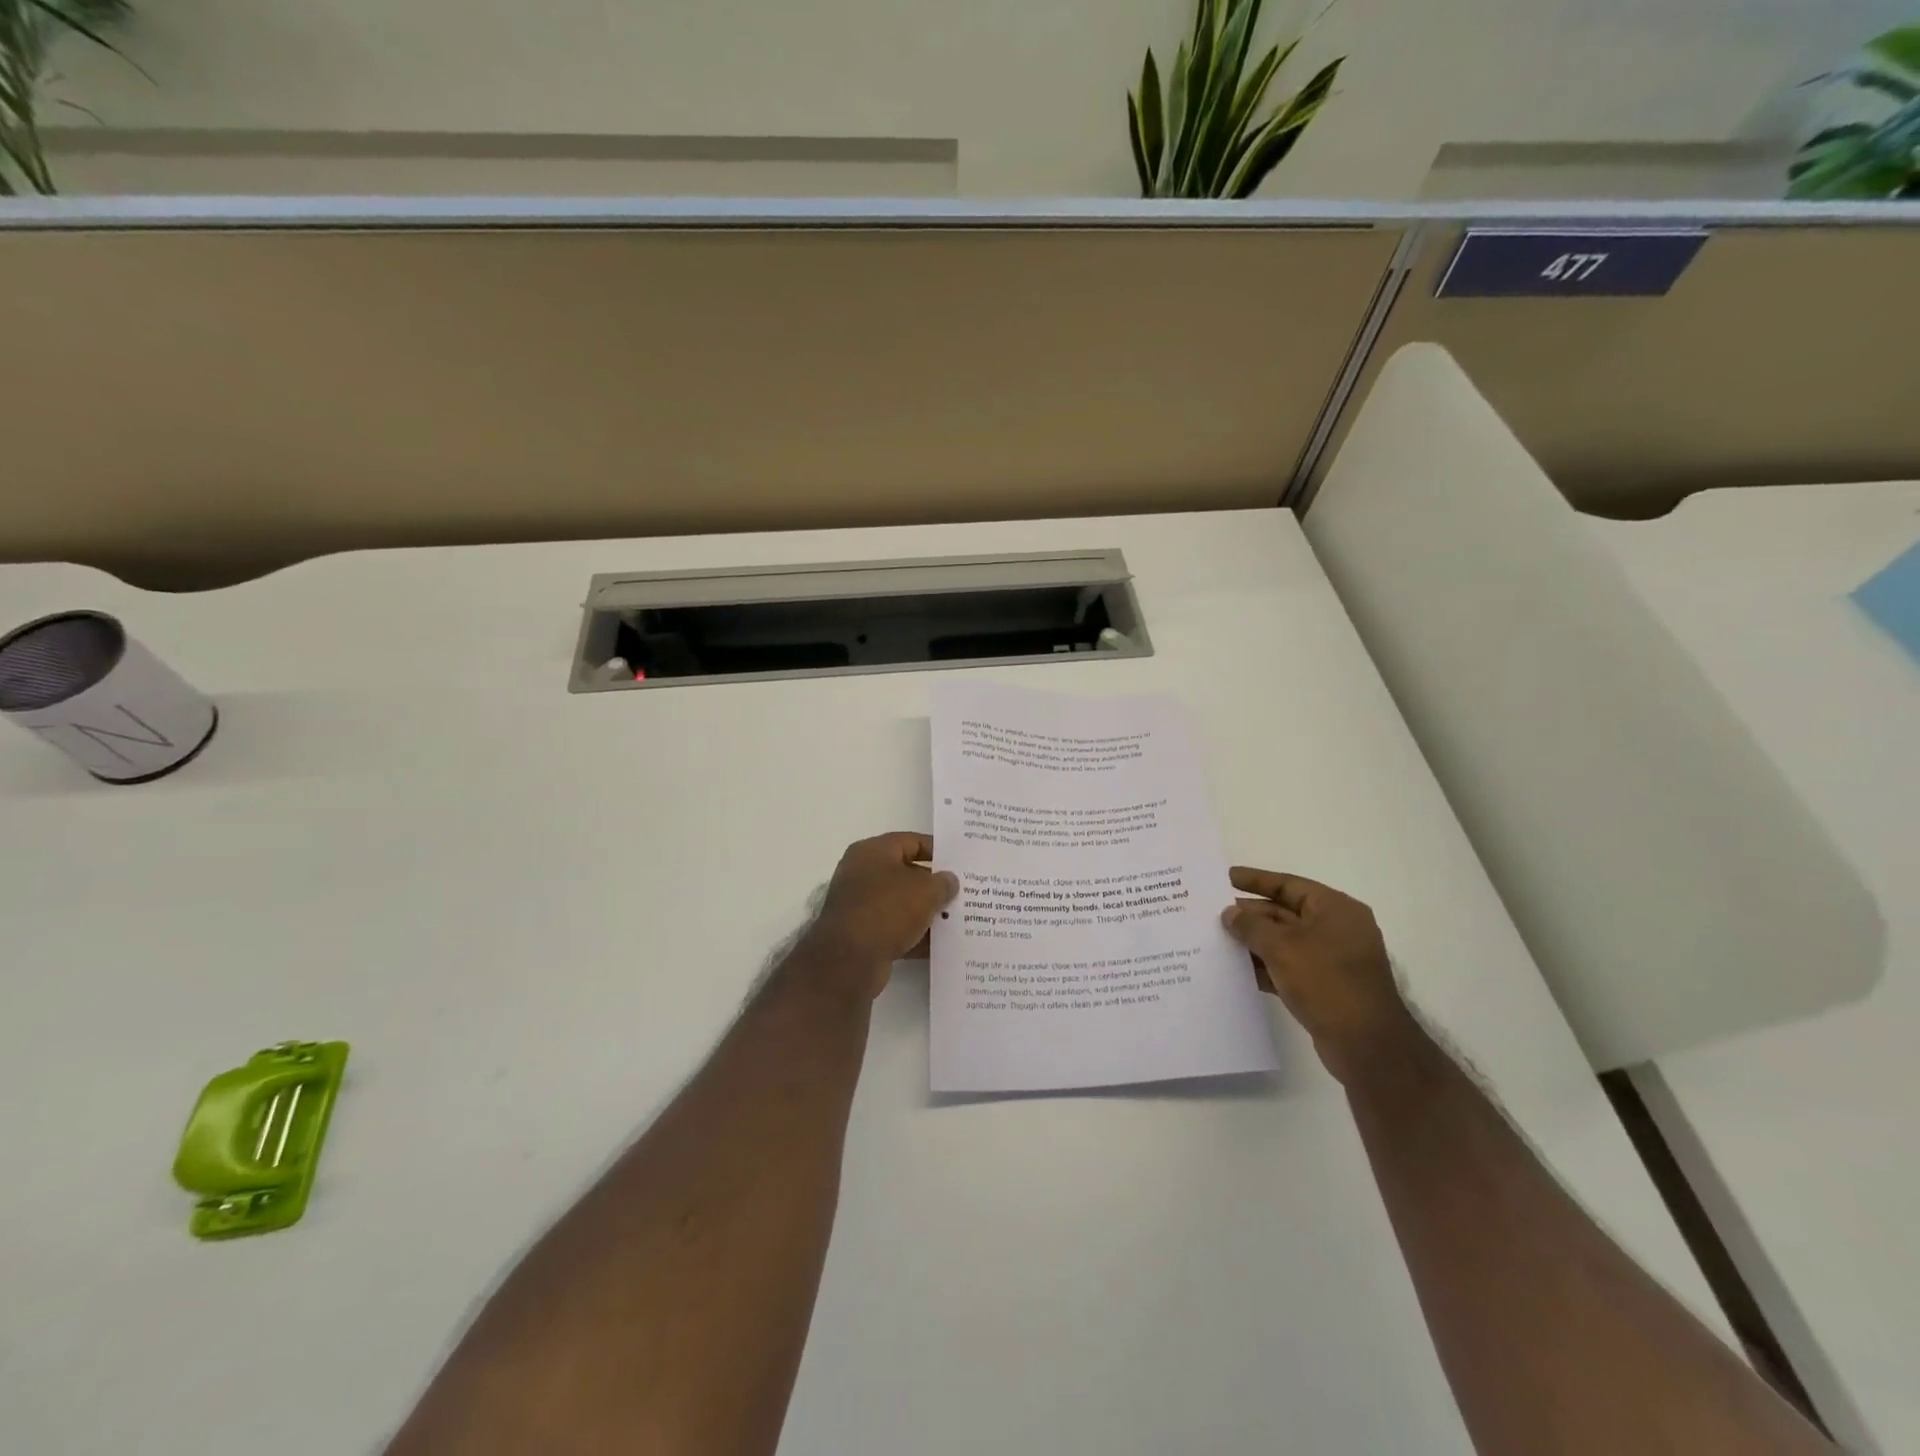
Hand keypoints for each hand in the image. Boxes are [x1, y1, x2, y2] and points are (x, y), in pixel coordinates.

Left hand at [800, 833, 958, 997]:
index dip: (937, 850)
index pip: (910, 841)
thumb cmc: (887, 909)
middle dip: (934, 885)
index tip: (959, 862)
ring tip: (956, 919)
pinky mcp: (861, 935)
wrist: (849, 960)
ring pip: (901, 904)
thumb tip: (949, 880)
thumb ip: (943, 882)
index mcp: (872, 851)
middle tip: (962, 892)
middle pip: (906, 873)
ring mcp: (859, 905)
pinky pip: (894, 929)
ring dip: (926, 912)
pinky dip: (914, 936)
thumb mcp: (925, 890)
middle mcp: (862, 874)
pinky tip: (940, 945)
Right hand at [1221, 868, 1418, 1082]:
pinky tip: (1236, 970)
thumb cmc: (1326, 981)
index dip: (1255, 880)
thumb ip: (1251, 926)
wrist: (1366, 1046)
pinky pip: (1288, 967)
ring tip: (1217, 940)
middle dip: (1250, 915)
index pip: (1288, 884)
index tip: (1224, 878)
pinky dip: (1264, 966)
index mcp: (1335, 909)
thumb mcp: (1281, 947)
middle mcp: (1336, 929)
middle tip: (1212, 913)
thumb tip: (1230, 914)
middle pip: (1284, 913)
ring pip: (1284, 942)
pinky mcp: (1325, 987)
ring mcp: (1331, 960)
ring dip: (1253, 942)